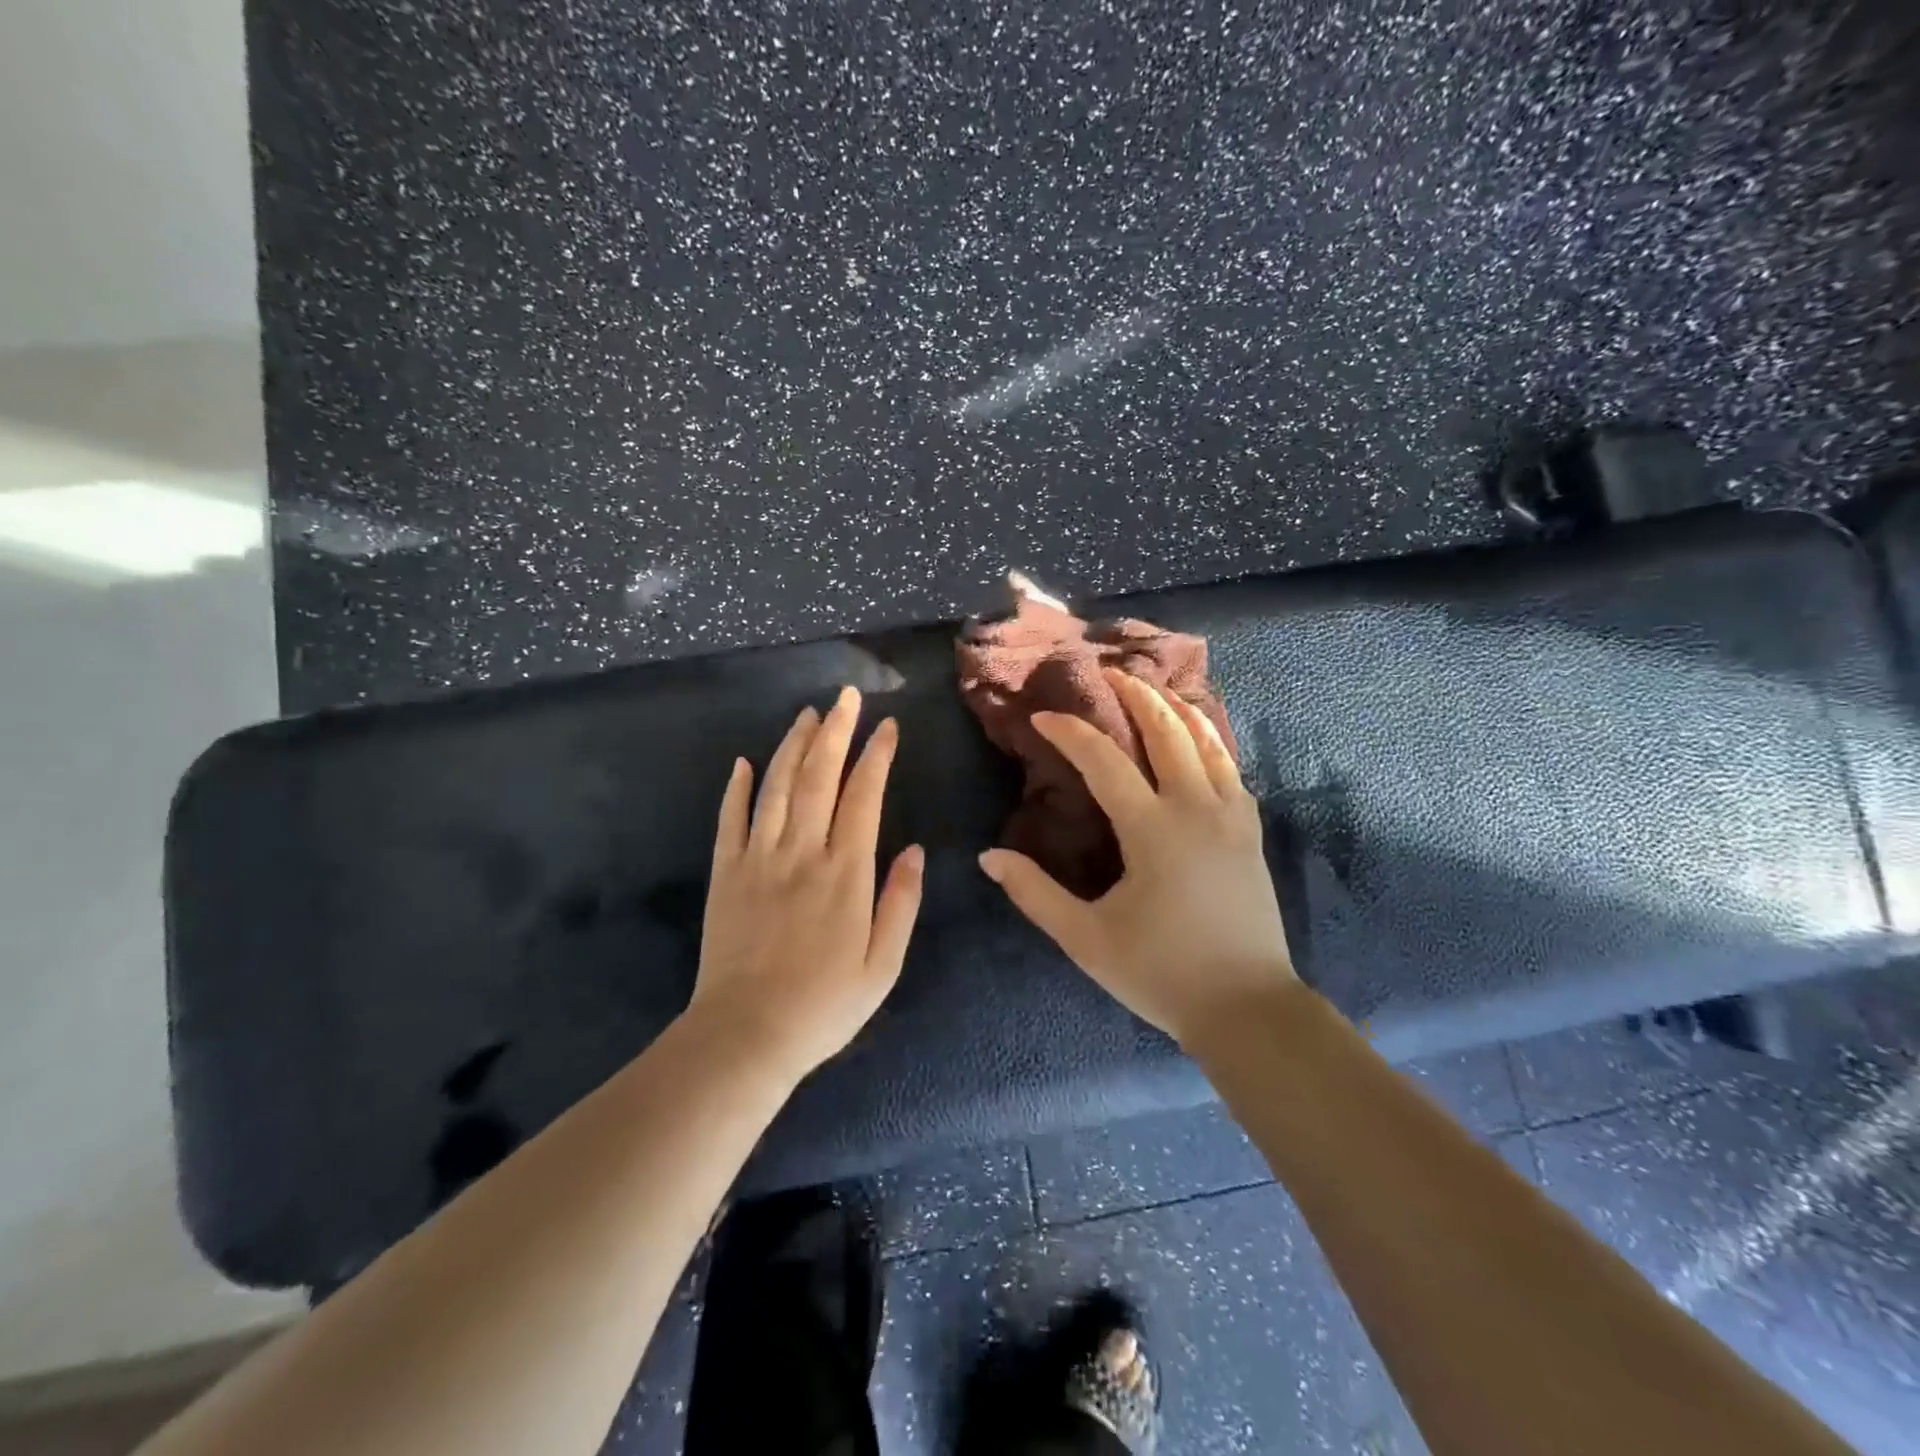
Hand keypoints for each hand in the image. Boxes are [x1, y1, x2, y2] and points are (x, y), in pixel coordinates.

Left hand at [688, 686, 923, 1083]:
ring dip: (792, 746)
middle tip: (846, 697)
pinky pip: (729, 820)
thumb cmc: (824, 1005)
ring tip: (808, 715)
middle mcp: (802, 853)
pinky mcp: (725, 874)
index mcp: (845, 872)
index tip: (888, 726)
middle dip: (836, 731)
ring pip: (775, 787)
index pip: (863, 796)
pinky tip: (744, 762)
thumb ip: (901, 903)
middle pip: (818, 777)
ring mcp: (758, 859)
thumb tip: (913, 849)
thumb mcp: (883, 965)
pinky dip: (737, 788)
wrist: (745, 1036)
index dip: (876, 756)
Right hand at [979, 668, 1295, 1047]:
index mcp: (1153, 830)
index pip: (1105, 762)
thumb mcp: (1086, 939)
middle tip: (1111, 674)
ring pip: (1209, 741)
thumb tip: (989, 857)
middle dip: (1137, 696)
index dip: (1071, 733)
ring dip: (1179, 708)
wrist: (1247, 1008)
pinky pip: (1231, 767)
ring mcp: (1232, 817)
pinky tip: (1201, 740)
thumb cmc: (1161, 973)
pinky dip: (1212, 740)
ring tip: (1157, 688)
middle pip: (1168, 731)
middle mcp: (1197, 808)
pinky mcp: (1251, 832)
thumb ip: (1035, 894)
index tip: (1045, 716)